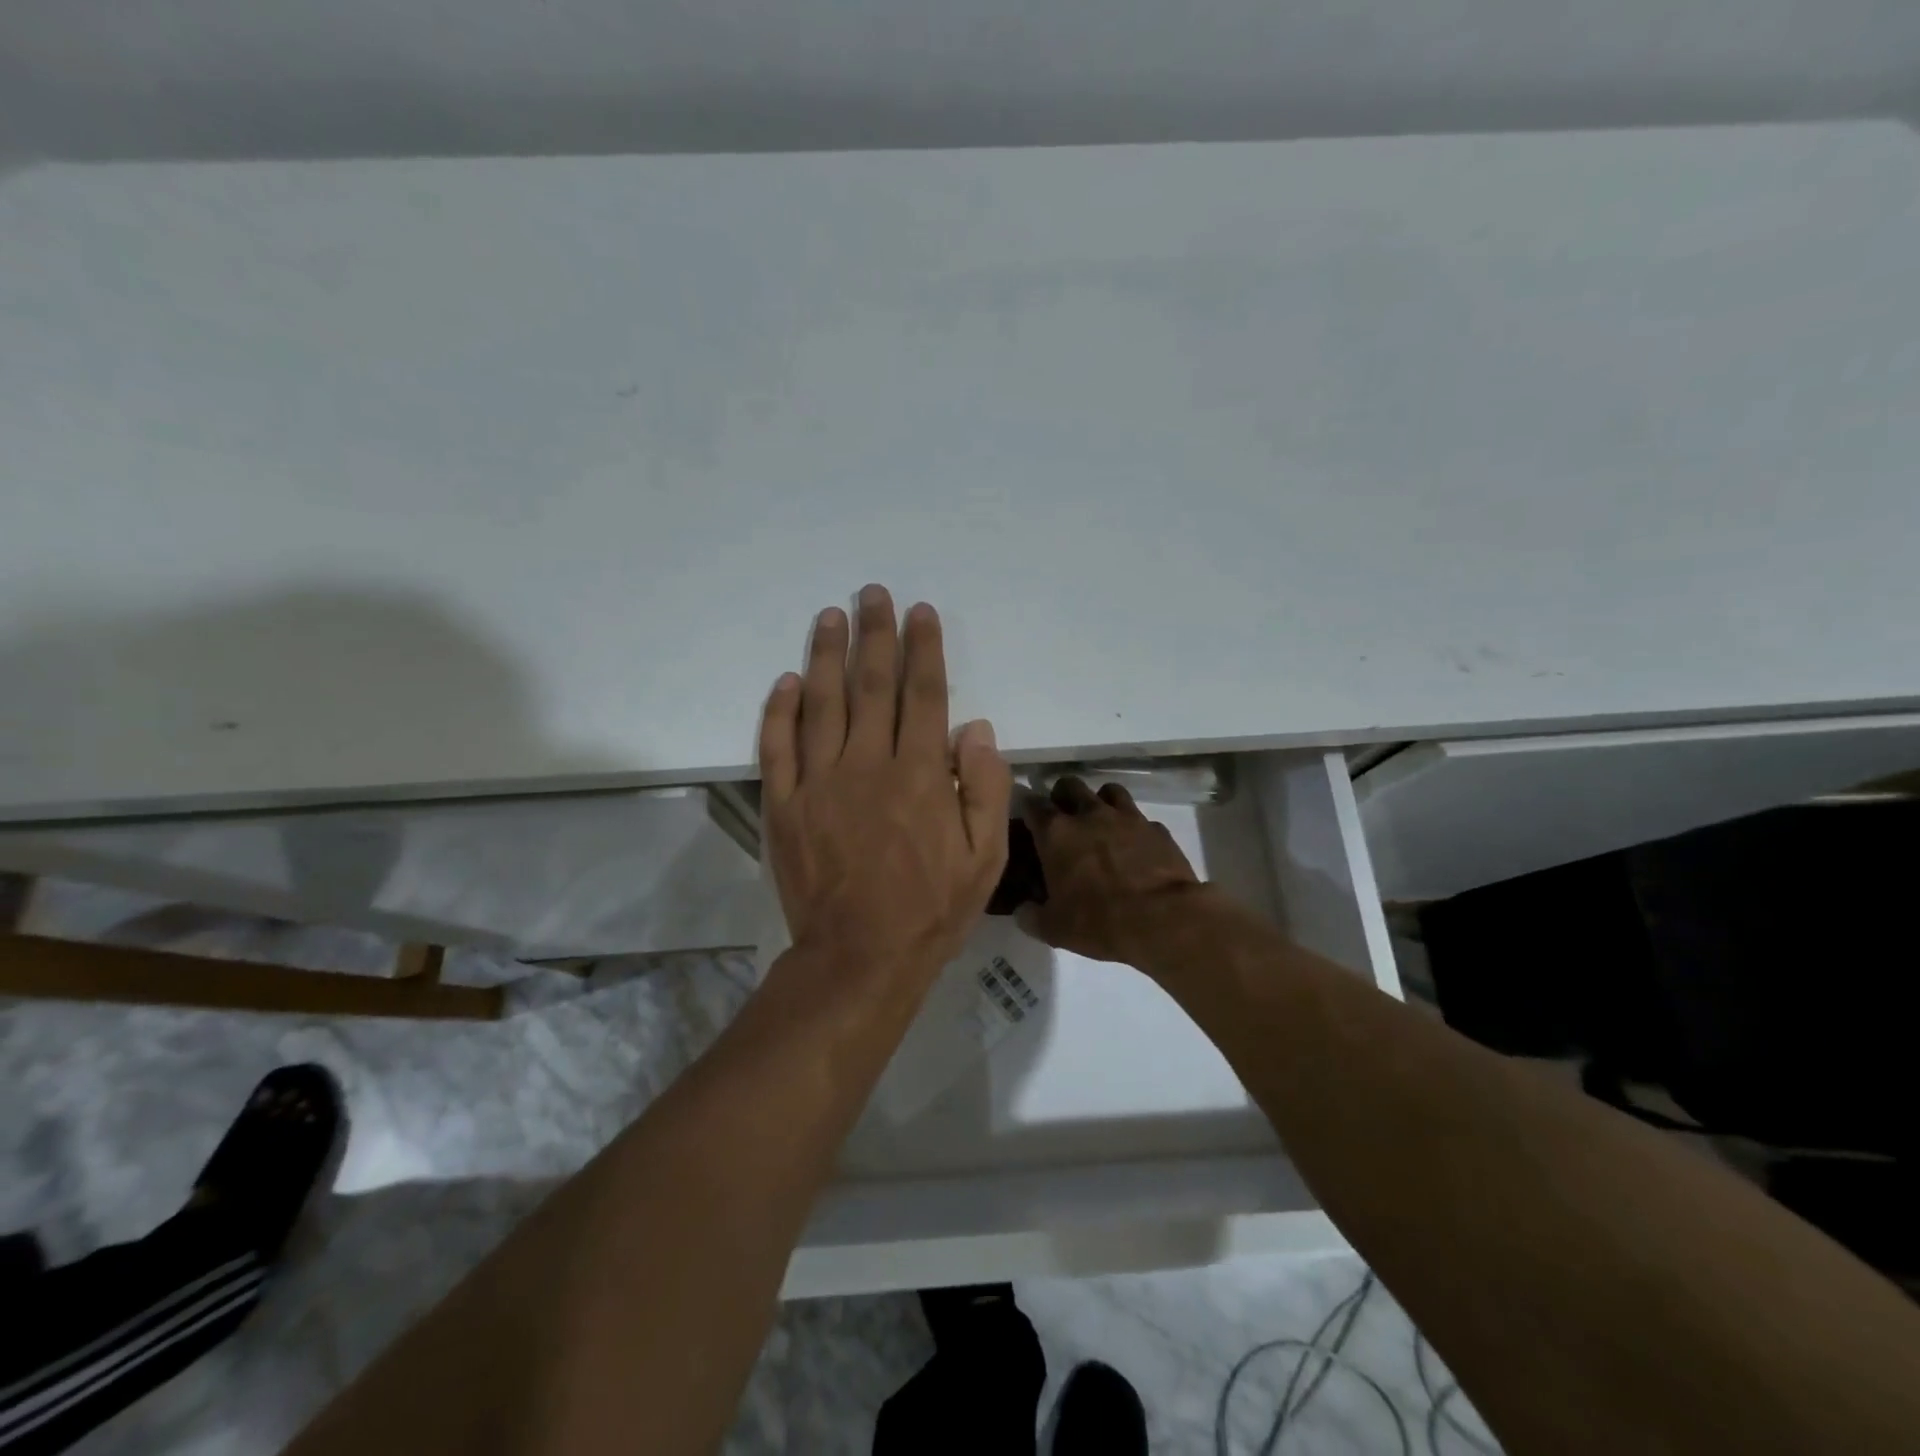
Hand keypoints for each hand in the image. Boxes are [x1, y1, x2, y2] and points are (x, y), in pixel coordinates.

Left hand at [759, 586, 1011, 986]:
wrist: (860, 957)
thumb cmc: (931, 909)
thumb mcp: (985, 857)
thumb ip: (985, 789)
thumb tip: (977, 729)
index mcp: (920, 774)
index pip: (923, 694)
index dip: (922, 649)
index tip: (919, 612)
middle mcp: (868, 765)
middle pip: (871, 685)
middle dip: (874, 635)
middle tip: (871, 594)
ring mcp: (819, 783)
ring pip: (821, 704)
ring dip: (825, 655)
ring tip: (828, 616)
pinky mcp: (785, 806)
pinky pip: (777, 748)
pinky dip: (779, 712)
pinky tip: (785, 682)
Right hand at [1017, 777, 1212, 964]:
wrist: (1164, 918)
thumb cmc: (1100, 921)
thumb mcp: (1054, 928)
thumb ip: (1032, 916)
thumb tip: (1023, 912)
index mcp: (1056, 833)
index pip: (1032, 805)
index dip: (1027, 809)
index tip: (1026, 820)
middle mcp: (1089, 814)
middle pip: (1070, 785)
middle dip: (1062, 796)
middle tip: (1063, 817)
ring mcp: (1127, 817)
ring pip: (1108, 791)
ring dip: (1100, 802)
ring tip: (1100, 822)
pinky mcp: (1156, 828)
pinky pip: (1140, 818)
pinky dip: (1134, 827)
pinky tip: (1135, 846)